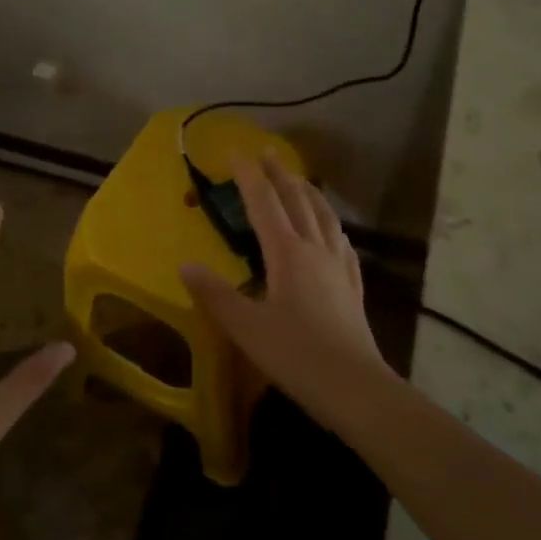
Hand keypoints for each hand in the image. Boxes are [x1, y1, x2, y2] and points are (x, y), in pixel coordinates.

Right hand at [180, 155, 392, 426]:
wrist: (355, 388)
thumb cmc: (296, 355)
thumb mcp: (246, 327)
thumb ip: (214, 295)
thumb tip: (185, 266)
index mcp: (287, 253)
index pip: (264, 203)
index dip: (248, 176)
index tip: (234, 153)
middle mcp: (315, 250)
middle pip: (297, 201)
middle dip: (280, 174)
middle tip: (267, 152)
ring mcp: (339, 267)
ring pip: (325, 217)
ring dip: (309, 193)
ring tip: (299, 180)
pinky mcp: (352, 287)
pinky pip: (342, 245)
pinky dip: (333, 227)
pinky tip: (334, 231)